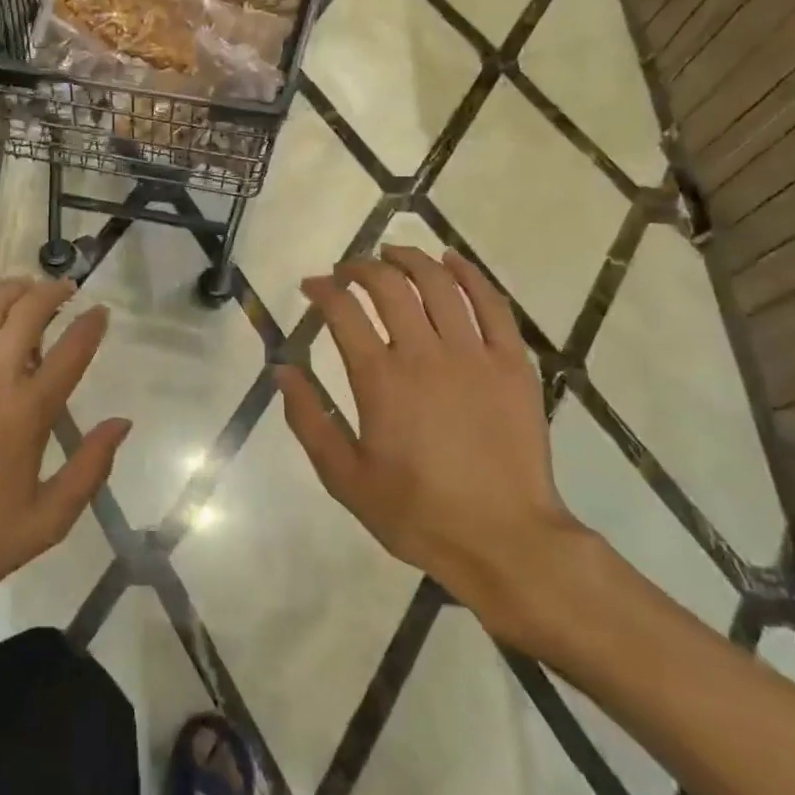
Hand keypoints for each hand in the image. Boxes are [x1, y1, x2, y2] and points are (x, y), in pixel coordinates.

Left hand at [0, 279, 129, 600]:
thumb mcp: (47, 521)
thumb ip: (90, 468)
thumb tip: (122, 423)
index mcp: (28, 411)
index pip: (71, 351)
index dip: (90, 325)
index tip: (99, 311)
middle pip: (27, 314)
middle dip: (51, 293)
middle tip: (61, 290)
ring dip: (7, 290)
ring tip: (20, 288)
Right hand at [277, 245, 587, 642]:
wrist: (504, 541)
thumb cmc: (416, 512)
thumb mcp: (345, 477)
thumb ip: (309, 420)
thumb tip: (282, 370)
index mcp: (380, 380)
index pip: (343, 311)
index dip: (322, 289)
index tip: (311, 285)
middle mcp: (425, 355)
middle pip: (389, 286)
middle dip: (361, 267)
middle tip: (347, 269)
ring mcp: (474, 355)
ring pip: (439, 284)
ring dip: (410, 259)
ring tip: (393, 253)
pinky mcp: (513, 364)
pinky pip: (493, 305)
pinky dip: (470, 275)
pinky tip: (453, 261)